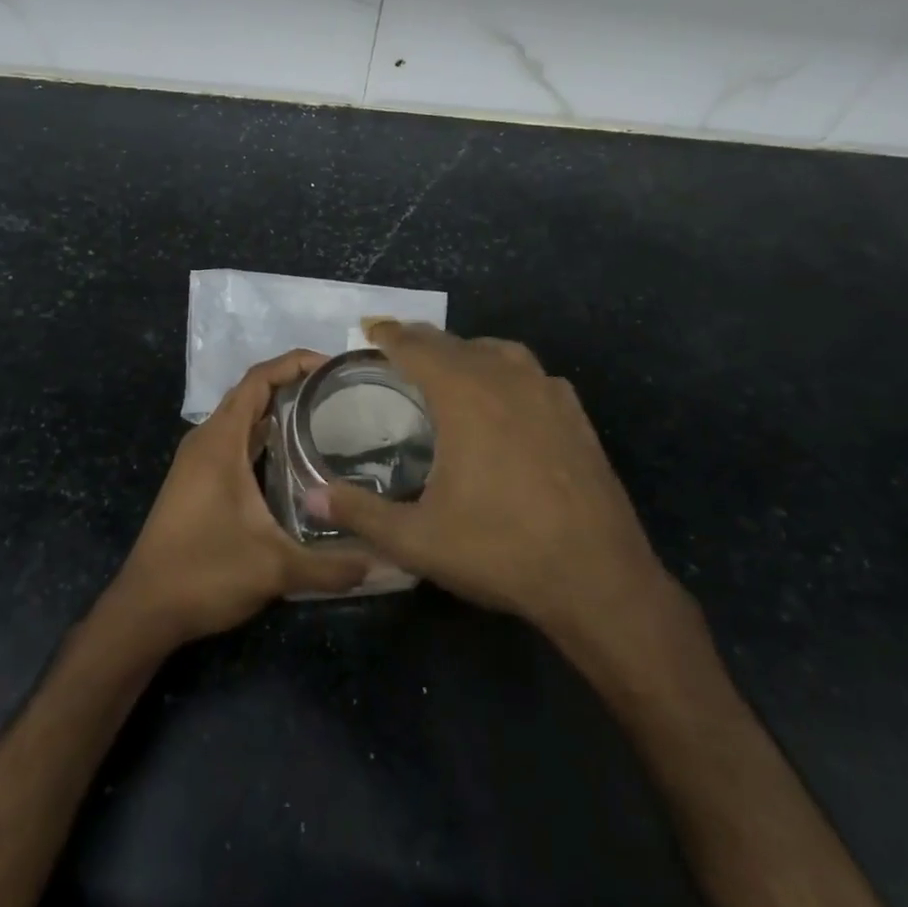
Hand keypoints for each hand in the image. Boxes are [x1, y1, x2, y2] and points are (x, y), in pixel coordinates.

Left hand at [108, 350, 373, 646]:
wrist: (145, 610)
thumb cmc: (204, 574)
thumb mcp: (274, 569)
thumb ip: (331, 566)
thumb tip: (384, 563)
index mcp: (220, 442)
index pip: (258, 379)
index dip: (295, 362)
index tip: (333, 367)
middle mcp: (206, 441)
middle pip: (251, 392)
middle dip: (292, 383)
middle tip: (340, 391)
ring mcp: (197, 461)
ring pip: (241, 417)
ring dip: (277, 409)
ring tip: (325, 415)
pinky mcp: (196, 480)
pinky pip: (235, 440)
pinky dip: (263, 435)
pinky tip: (293, 456)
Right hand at [307, 321, 679, 645]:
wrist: (597, 577)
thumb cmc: (500, 550)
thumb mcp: (417, 539)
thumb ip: (360, 513)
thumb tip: (310, 497)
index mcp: (464, 395)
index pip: (417, 347)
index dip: (389, 335)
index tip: (370, 329)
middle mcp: (506, 379)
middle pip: (455, 343)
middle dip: (422, 342)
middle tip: (397, 349)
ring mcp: (547, 393)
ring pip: (498, 351)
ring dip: (466, 352)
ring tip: (448, 368)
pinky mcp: (576, 414)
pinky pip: (531, 374)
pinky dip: (506, 372)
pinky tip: (505, 399)